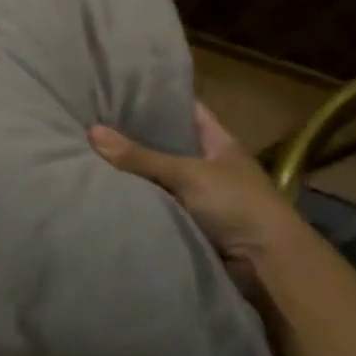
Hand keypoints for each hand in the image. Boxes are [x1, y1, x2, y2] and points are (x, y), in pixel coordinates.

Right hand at [89, 103, 307, 281]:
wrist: (266, 265)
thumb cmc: (237, 205)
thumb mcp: (187, 174)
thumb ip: (141, 156)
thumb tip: (92, 131)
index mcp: (219, 143)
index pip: (186, 111)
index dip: (158, 100)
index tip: (121, 91)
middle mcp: (209, 165)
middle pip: (167, 144)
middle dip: (135, 136)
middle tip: (93, 120)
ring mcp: (199, 195)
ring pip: (158, 176)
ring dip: (132, 172)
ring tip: (88, 151)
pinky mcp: (188, 221)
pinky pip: (156, 204)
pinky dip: (136, 199)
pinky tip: (104, 189)